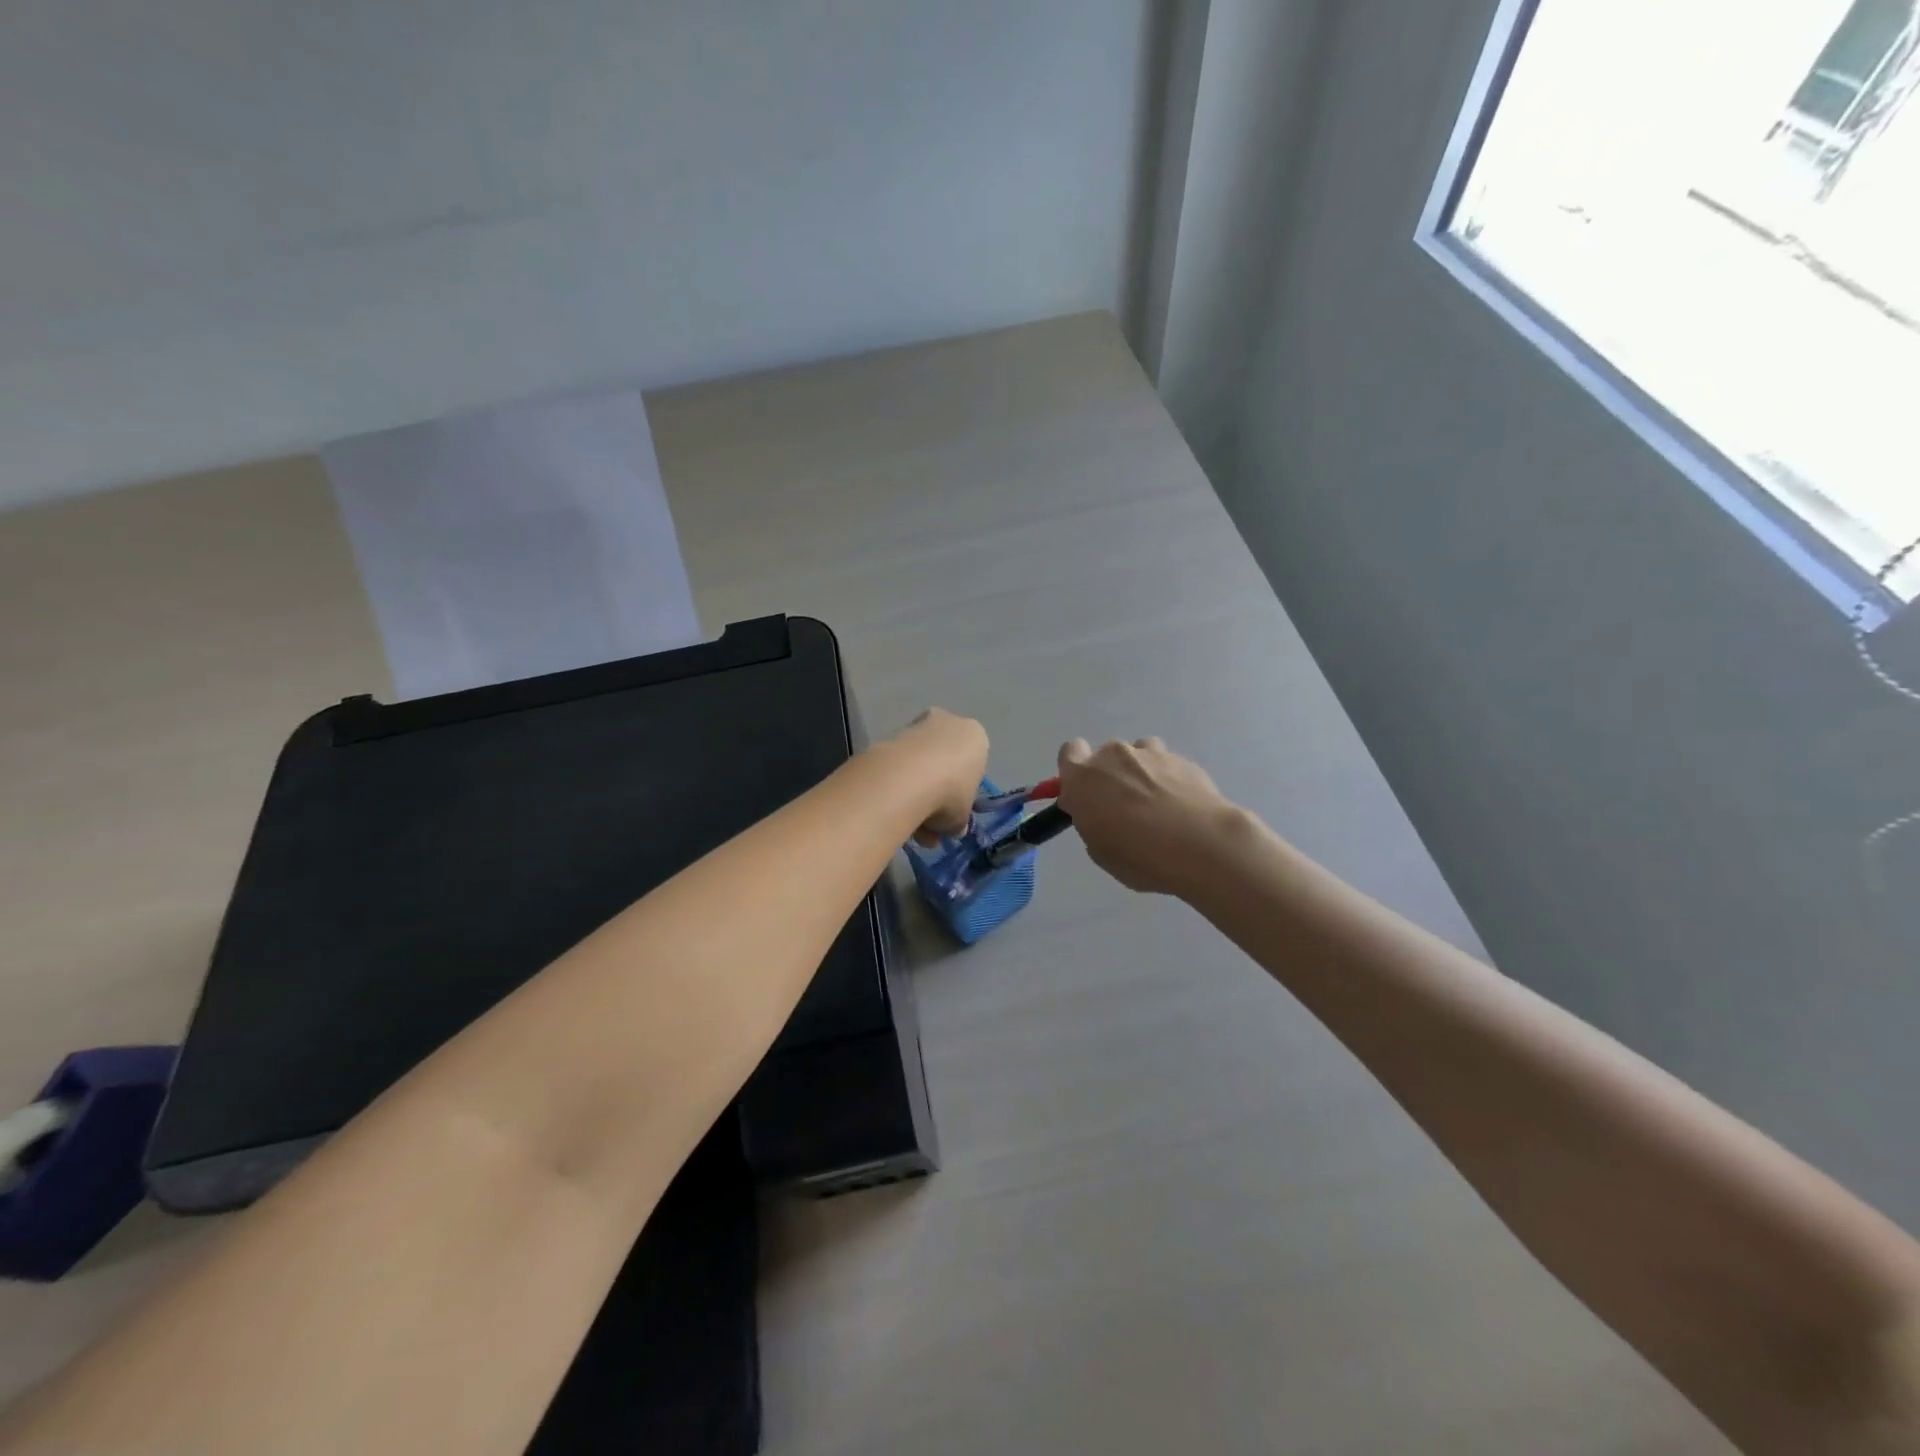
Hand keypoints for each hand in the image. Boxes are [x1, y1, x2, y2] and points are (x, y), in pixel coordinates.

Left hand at [891, 709, 989, 844]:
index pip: (972, 765)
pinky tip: (893, 810)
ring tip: (909, 826)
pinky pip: (899, 764)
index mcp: (976, 737)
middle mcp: (949, 723)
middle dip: (936, 792)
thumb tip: (953, 829)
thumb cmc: (951, 792)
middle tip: (929, 824)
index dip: (961, 793)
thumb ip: (958, 821)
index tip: (951, 813)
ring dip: (915, 793)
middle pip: (944, 761)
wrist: (907, 777)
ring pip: (920, 764)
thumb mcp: (962, 817)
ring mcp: (918, 725)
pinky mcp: (891, 733)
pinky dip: (897, 785)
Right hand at [1056, 737, 1240, 896]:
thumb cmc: (1140, 855)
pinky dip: (1169, 780)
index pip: (1069, 753)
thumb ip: (1091, 821)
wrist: (1202, 845)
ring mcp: (1151, 754)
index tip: (1086, 795)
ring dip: (1141, 772)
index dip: (1076, 772)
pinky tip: (1182, 808)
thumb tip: (1097, 811)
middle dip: (1112, 776)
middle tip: (1125, 810)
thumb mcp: (1100, 850)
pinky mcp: (1183, 760)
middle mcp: (1114, 756)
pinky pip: (1168, 765)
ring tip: (1158, 805)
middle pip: (1106, 755)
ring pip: (1139, 754)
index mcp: (1084, 778)